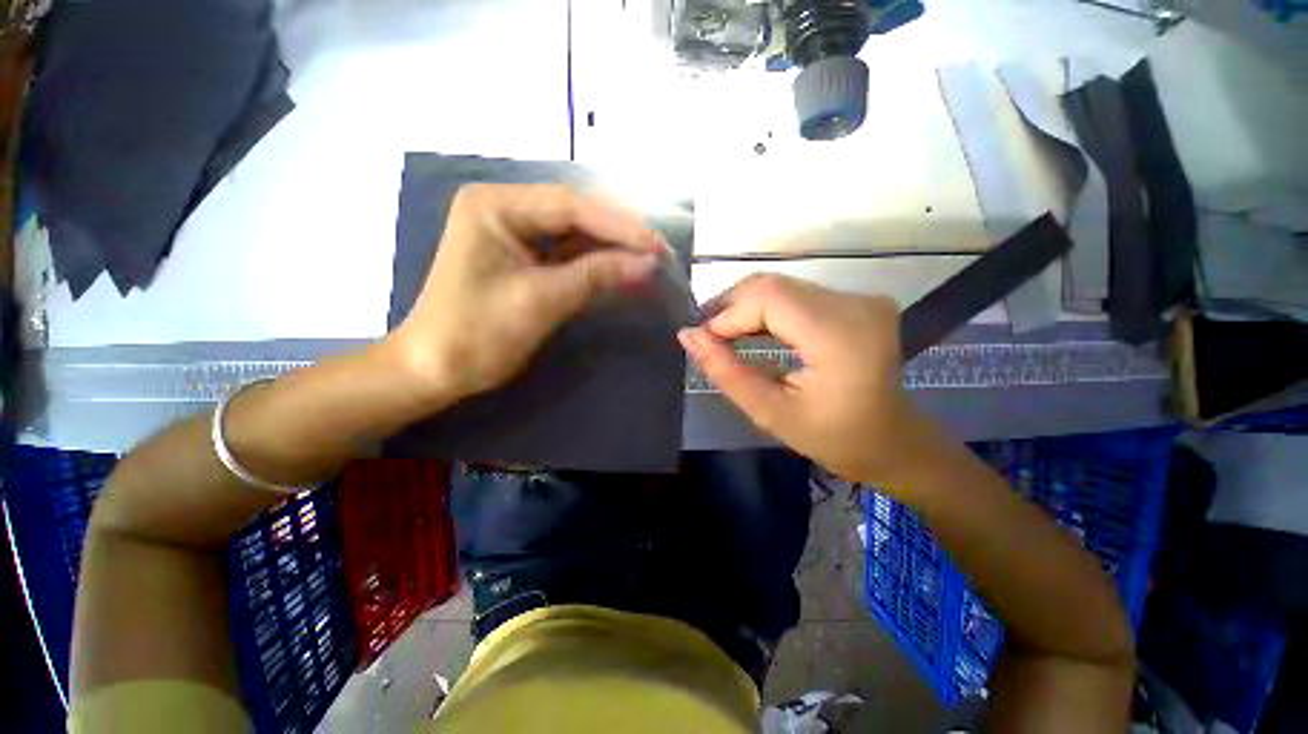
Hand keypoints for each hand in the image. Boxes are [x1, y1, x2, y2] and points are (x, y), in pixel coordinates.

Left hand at [386, 183, 665, 403]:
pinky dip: (597, 266)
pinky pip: (568, 256)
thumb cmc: (478, 333)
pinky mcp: (525, 259)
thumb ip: (598, 275)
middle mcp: (506, 209)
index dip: (621, 226)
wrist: (436, 370)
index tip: (659, 247)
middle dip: (620, 237)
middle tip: (660, 254)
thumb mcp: (542, 300)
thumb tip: (649, 262)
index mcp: (496, 205)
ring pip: (576, 236)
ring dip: (613, 252)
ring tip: (651, 264)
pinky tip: (624, 272)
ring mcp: (515, 234)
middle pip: (576, 216)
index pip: (572, 206)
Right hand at [678, 274, 929, 484]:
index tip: (702, 341)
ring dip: (744, 307)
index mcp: (839, 335)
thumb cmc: (834, 438)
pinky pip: (796, 294)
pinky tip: (749, 329)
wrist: (892, 441)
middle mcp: (854, 304)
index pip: (767, 299)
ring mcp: (859, 298)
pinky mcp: (855, 300)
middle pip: (772, 285)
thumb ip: (726, 372)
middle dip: (730, 308)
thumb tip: (688, 335)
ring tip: (722, 335)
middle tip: (707, 338)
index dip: (726, 315)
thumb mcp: (770, 413)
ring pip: (780, 286)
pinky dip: (765, 309)